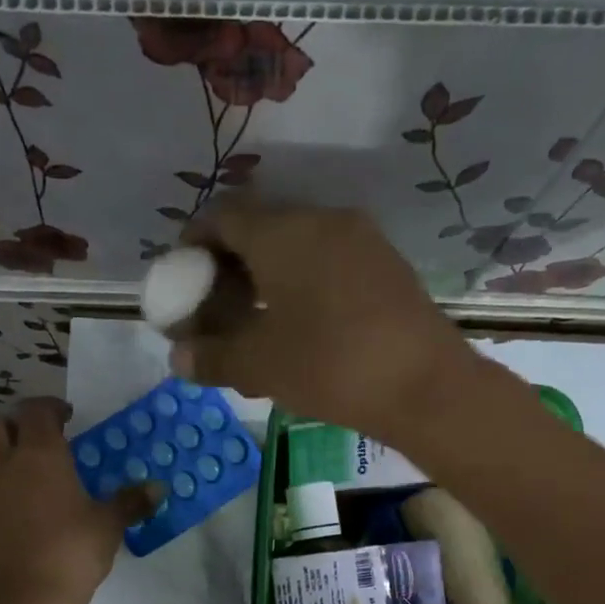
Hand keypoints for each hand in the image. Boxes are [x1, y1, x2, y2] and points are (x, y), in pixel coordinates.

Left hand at [0, 398, 157, 603]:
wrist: (22, 601)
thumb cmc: (71, 552)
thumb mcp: (108, 526)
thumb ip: (130, 502)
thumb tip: (158, 488)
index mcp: (39, 454)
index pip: (36, 410)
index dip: (51, 407)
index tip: (68, 416)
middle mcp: (4, 463)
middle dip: (16, 424)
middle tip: (42, 441)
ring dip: (3, 454)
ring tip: (31, 473)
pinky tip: (22, 508)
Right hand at [172, 200, 481, 443]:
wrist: (425, 386)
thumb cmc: (329, 366)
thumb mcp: (259, 366)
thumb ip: (212, 357)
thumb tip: (179, 359)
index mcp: (283, 232)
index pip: (223, 217)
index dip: (194, 245)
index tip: (183, 280)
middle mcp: (322, 221)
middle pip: (261, 230)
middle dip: (230, 267)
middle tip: (216, 310)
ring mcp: (361, 241)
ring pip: (297, 248)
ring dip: (267, 278)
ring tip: (254, 324)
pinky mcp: (387, 266)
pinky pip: (328, 264)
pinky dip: (302, 286)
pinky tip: (300, 328)